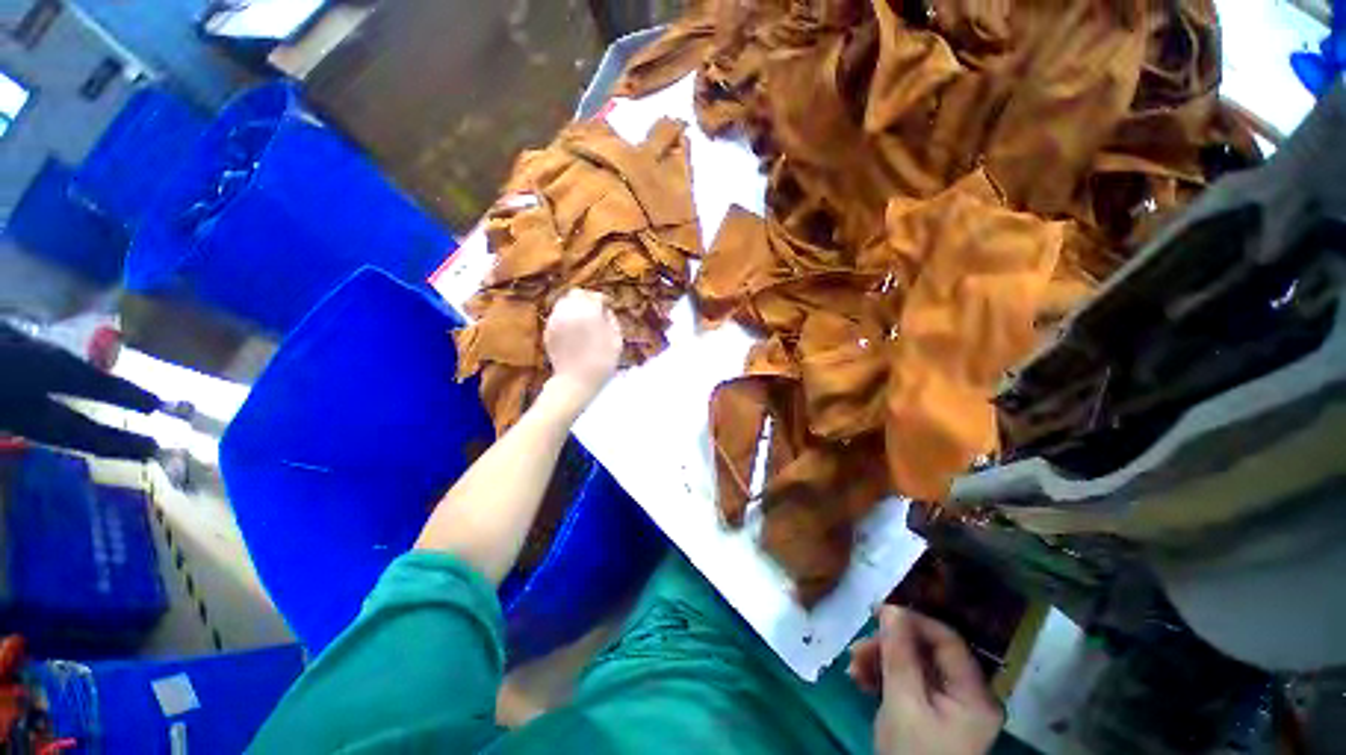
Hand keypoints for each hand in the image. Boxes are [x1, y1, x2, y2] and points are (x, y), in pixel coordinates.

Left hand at [542, 289, 622, 413]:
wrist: (576, 381)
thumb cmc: (602, 362)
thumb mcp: (616, 340)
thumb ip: (612, 320)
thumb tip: (605, 311)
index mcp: (588, 312)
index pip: (595, 296)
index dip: (604, 299)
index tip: (609, 304)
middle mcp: (568, 311)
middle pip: (576, 294)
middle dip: (587, 298)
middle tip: (596, 308)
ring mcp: (555, 320)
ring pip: (564, 303)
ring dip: (575, 306)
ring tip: (584, 318)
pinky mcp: (548, 330)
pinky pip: (557, 316)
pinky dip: (566, 317)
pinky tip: (574, 329)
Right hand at [849, 606, 1002, 754]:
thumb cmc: (911, 754)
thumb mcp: (903, 703)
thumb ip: (899, 654)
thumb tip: (892, 609)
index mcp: (974, 694)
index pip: (946, 640)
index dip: (912, 621)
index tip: (876, 613)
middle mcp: (968, 695)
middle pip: (927, 653)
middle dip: (888, 646)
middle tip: (856, 650)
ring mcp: (951, 707)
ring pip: (915, 667)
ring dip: (881, 661)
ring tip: (853, 668)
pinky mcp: (933, 716)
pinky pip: (909, 684)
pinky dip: (884, 679)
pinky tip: (860, 680)